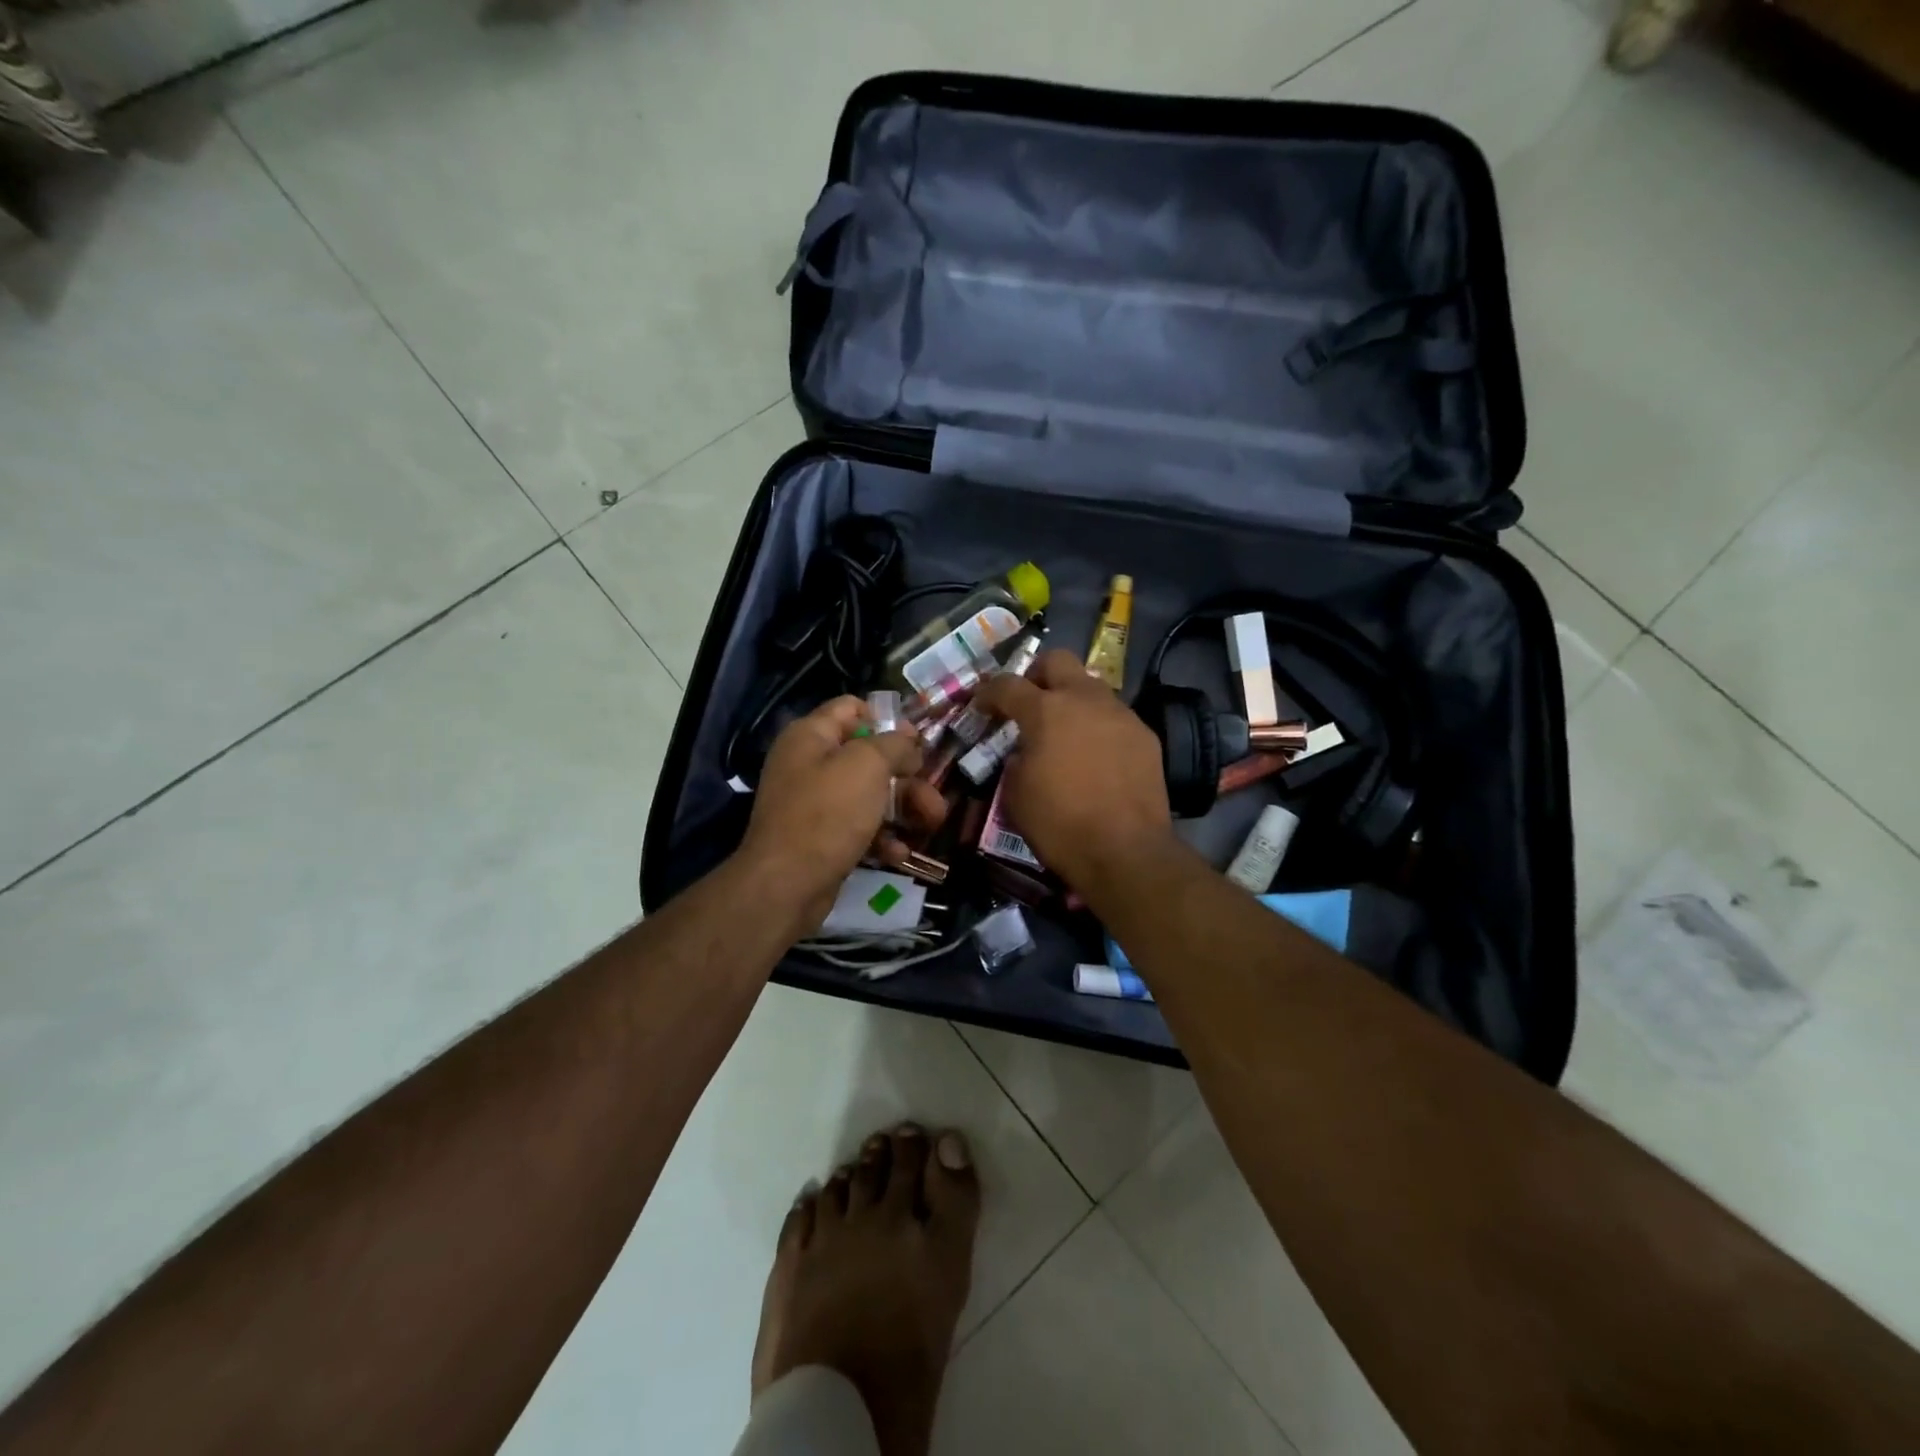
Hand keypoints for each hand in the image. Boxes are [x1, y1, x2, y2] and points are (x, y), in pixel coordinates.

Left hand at [737, 697, 947, 932]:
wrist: (786, 885)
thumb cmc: (827, 813)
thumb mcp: (868, 766)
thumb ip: (894, 745)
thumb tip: (909, 739)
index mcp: (811, 735)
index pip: (852, 708)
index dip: (887, 720)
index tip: (916, 743)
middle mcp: (810, 763)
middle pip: (869, 757)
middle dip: (907, 777)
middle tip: (934, 797)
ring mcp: (814, 802)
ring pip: (870, 794)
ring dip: (904, 808)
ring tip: (931, 824)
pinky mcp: (821, 837)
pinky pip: (859, 827)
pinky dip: (882, 837)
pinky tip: (899, 853)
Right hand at [972, 650, 1173, 893]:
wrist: (1125, 851)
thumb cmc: (1060, 825)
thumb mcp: (1016, 795)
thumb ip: (1016, 760)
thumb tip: (1025, 751)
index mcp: (1045, 711)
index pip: (1008, 684)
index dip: (989, 692)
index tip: (982, 705)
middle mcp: (1084, 700)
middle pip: (1057, 661)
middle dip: (1037, 674)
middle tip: (1029, 702)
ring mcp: (1120, 714)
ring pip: (1091, 686)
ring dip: (1072, 700)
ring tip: (1066, 732)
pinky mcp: (1145, 735)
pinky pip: (1115, 717)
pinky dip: (1099, 726)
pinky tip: (1097, 756)